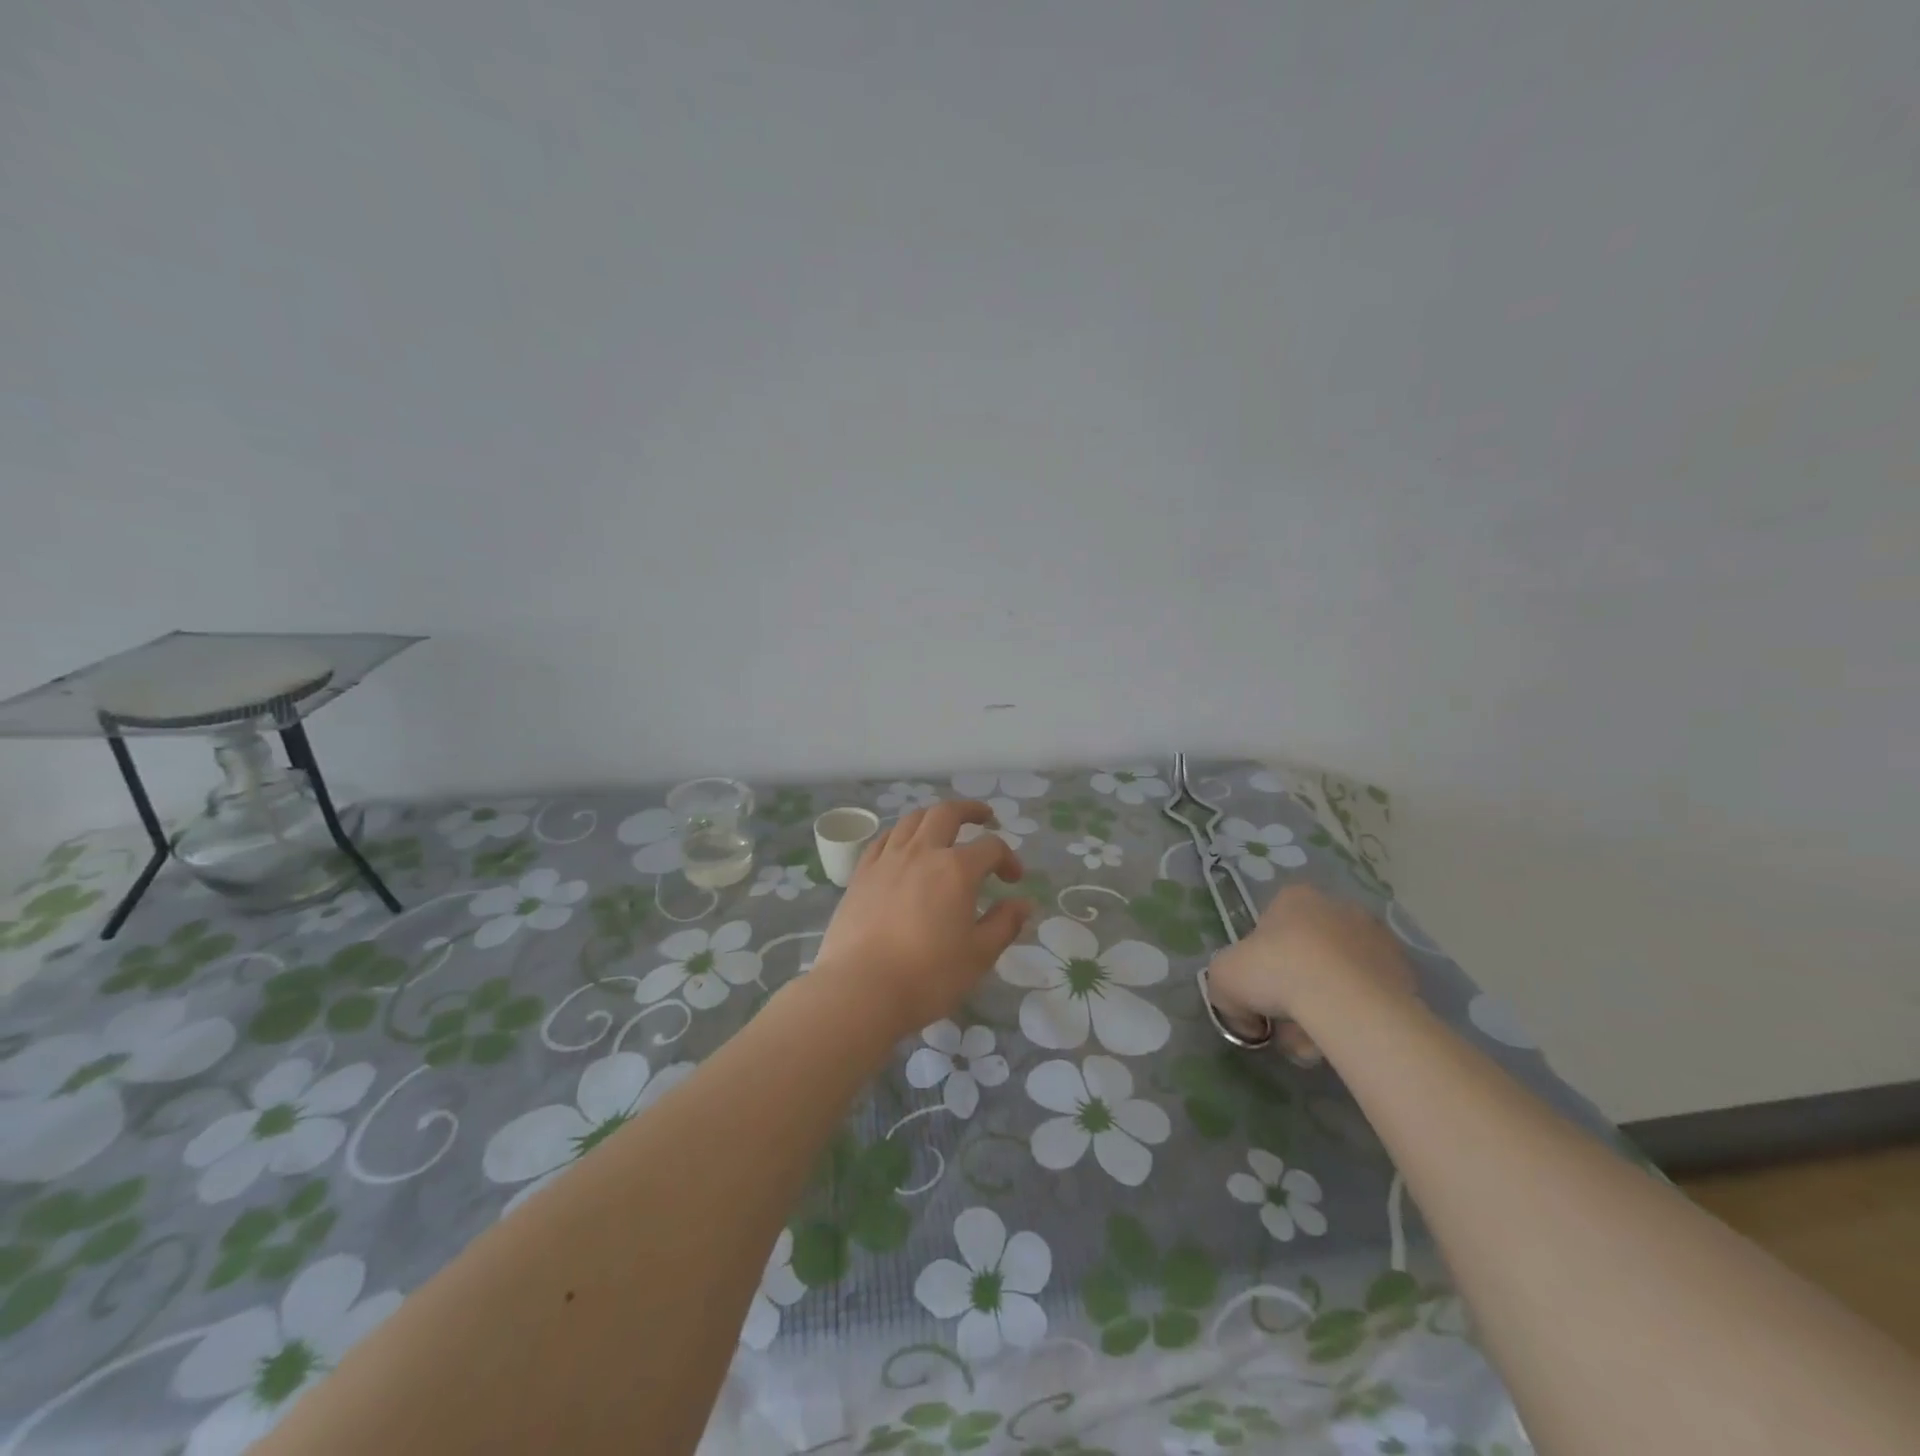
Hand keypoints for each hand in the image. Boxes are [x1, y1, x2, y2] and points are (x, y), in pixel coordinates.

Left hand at [812, 800, 1032, 1036]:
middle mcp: (922, 853)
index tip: (1013, 880)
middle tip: (984, 817)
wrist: (860, 989)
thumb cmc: (927, 976)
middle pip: (946, 813)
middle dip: (970, 810)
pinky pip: (883, 839)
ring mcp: (887, 860)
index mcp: (956, 870)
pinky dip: (900, 834)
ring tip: (943, 826)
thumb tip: (1023, 903)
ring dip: (933, 817)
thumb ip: (1004, 924)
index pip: (990, 847)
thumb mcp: (978, 956)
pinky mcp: (861, 874)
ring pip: (912, 820)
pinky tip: (903, 846)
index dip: (1008, 858)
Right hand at [1206, 884, 1415, 1059]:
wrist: (1346, 1001)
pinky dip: (1356, 1016)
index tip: (1259, 990)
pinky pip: (1369, 997)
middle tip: (1285, 1023)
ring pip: (1338, 978)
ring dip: (1322, 1008)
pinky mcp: (1406, 973)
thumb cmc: (1277, 972)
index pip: (1270, 926)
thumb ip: (1225, 992)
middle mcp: (1339, 908)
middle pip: (1307, 954)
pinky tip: (1343, 1038)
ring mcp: (1377, 939)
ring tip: (1313, 1041)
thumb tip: (1246, 1018)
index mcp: (1295, 898)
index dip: (1261, 961)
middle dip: (1294, 989)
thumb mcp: (1224, 979)